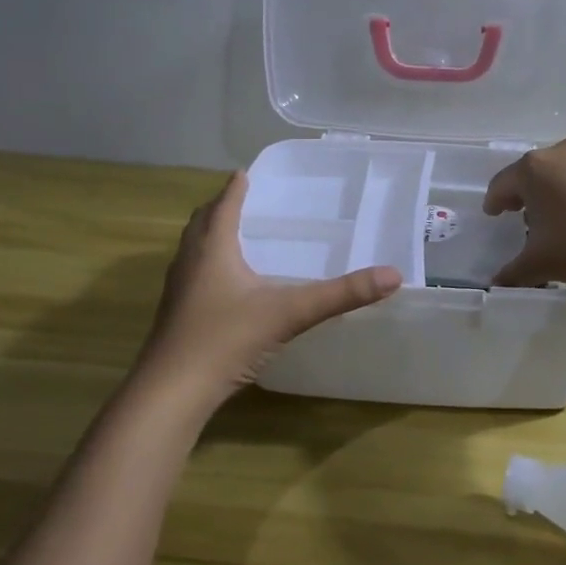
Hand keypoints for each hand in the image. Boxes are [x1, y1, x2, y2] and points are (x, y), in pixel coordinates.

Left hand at [135, 172, 400, 406]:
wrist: (172, 391)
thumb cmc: (226, 340)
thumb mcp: (290, 314)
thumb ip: (340, 295)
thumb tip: (392, 275)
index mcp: (213, 249)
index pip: (223, 206)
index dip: (235, 188)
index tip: (244, 173)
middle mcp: (190, 262)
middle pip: (202, 224)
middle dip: (220, 208)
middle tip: (241, 201)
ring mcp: (178, 291)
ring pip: (193, 250)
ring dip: (210, 237)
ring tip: (234, 237)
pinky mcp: (175, 316)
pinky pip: (192, 276)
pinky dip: (208, 266)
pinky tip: (226, 287)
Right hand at [483, 140, 565, 290]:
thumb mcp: (537, 265)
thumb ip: (512, 272)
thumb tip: (498, 283)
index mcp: (531, 170)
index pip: (501, 184)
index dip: (494, 202)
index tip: (493, 215)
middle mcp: (558, 156)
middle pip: (530, 174)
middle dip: (522, 195)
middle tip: (518, 216)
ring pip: (558, 176)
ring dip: (550, 195)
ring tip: (550, 222)